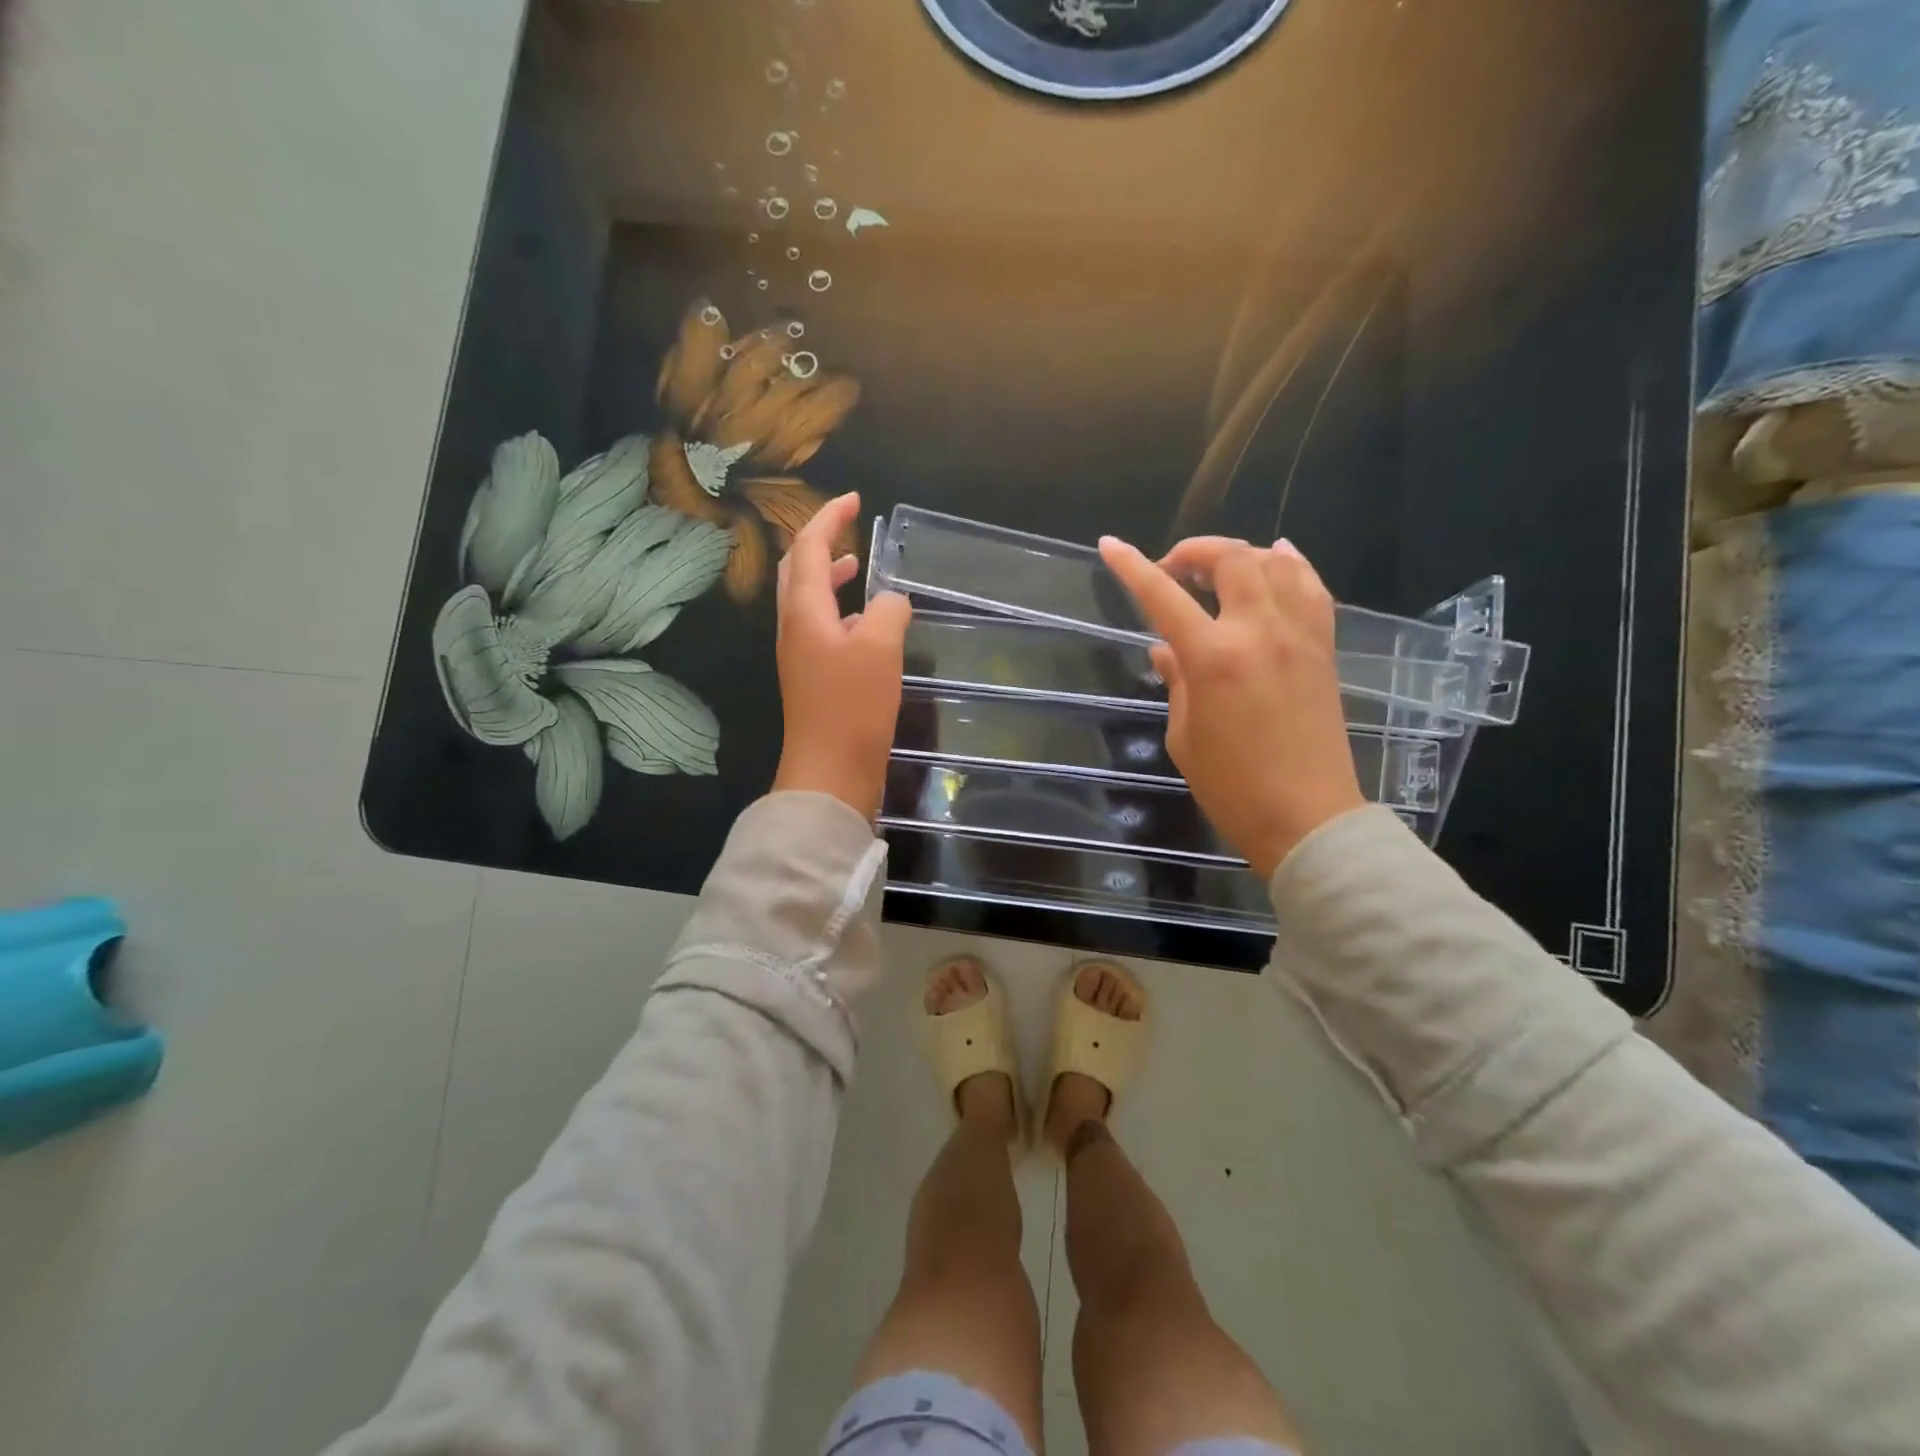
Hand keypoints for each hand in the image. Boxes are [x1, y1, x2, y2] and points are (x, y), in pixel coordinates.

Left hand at [771, 492, 911, 819]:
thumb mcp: (880, 648)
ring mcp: (800, 655)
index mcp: (803, 611)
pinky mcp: (813, 679)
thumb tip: (891, 601)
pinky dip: (840, 612)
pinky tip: (865, 623)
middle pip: (796, 570)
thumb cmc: (852, 707)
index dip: (828, 518)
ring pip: (808, 601)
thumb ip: (888, 610)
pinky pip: (822, 630)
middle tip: (847, 528)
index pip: (807, 547)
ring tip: (855, 567)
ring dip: (828, 577)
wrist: (830, 772)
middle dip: (819, 542)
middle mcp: (794, 627)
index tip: (854, 499)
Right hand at [1099, 534, 1364, 879]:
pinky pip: (1311, 587)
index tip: (1110, 545)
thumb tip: (1165, 649)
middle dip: (1194, 551)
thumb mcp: (1185, 736)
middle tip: (1173, 569)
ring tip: (1218, 567)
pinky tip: (1278, 557)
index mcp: (1214, 657)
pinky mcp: (1324, 647)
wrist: (1308, 817)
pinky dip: (1291, 564)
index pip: (1163, 597)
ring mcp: (1298, 635)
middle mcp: (1260, 631)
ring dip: (1240, 554)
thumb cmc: (1232, 787)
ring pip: (1275, 562)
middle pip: (1230, 559)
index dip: (1132, 567)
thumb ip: (1176, 682)